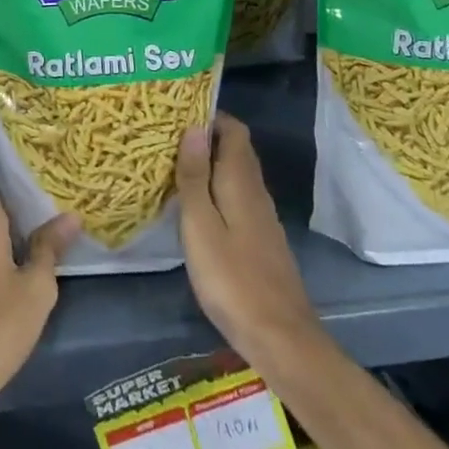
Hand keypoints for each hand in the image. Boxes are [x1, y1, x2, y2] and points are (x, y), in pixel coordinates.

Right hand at [175, 117, 322, 381]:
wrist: (280, 337)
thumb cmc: (232, 278)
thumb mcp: (201, 226)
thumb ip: (195, 176)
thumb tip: (194, 126)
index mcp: (241, 182)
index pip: (234, 130)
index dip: (210, 115)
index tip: (178, 110)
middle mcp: (255, 192)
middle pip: (236, 149)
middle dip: (207, 135)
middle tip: (167, 134)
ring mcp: (261, 217)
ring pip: (237, 174)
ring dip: (210, 162)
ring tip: (174, 162)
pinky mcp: (260, 240)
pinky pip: (237, 197)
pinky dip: (217, 188)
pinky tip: (196, 203)